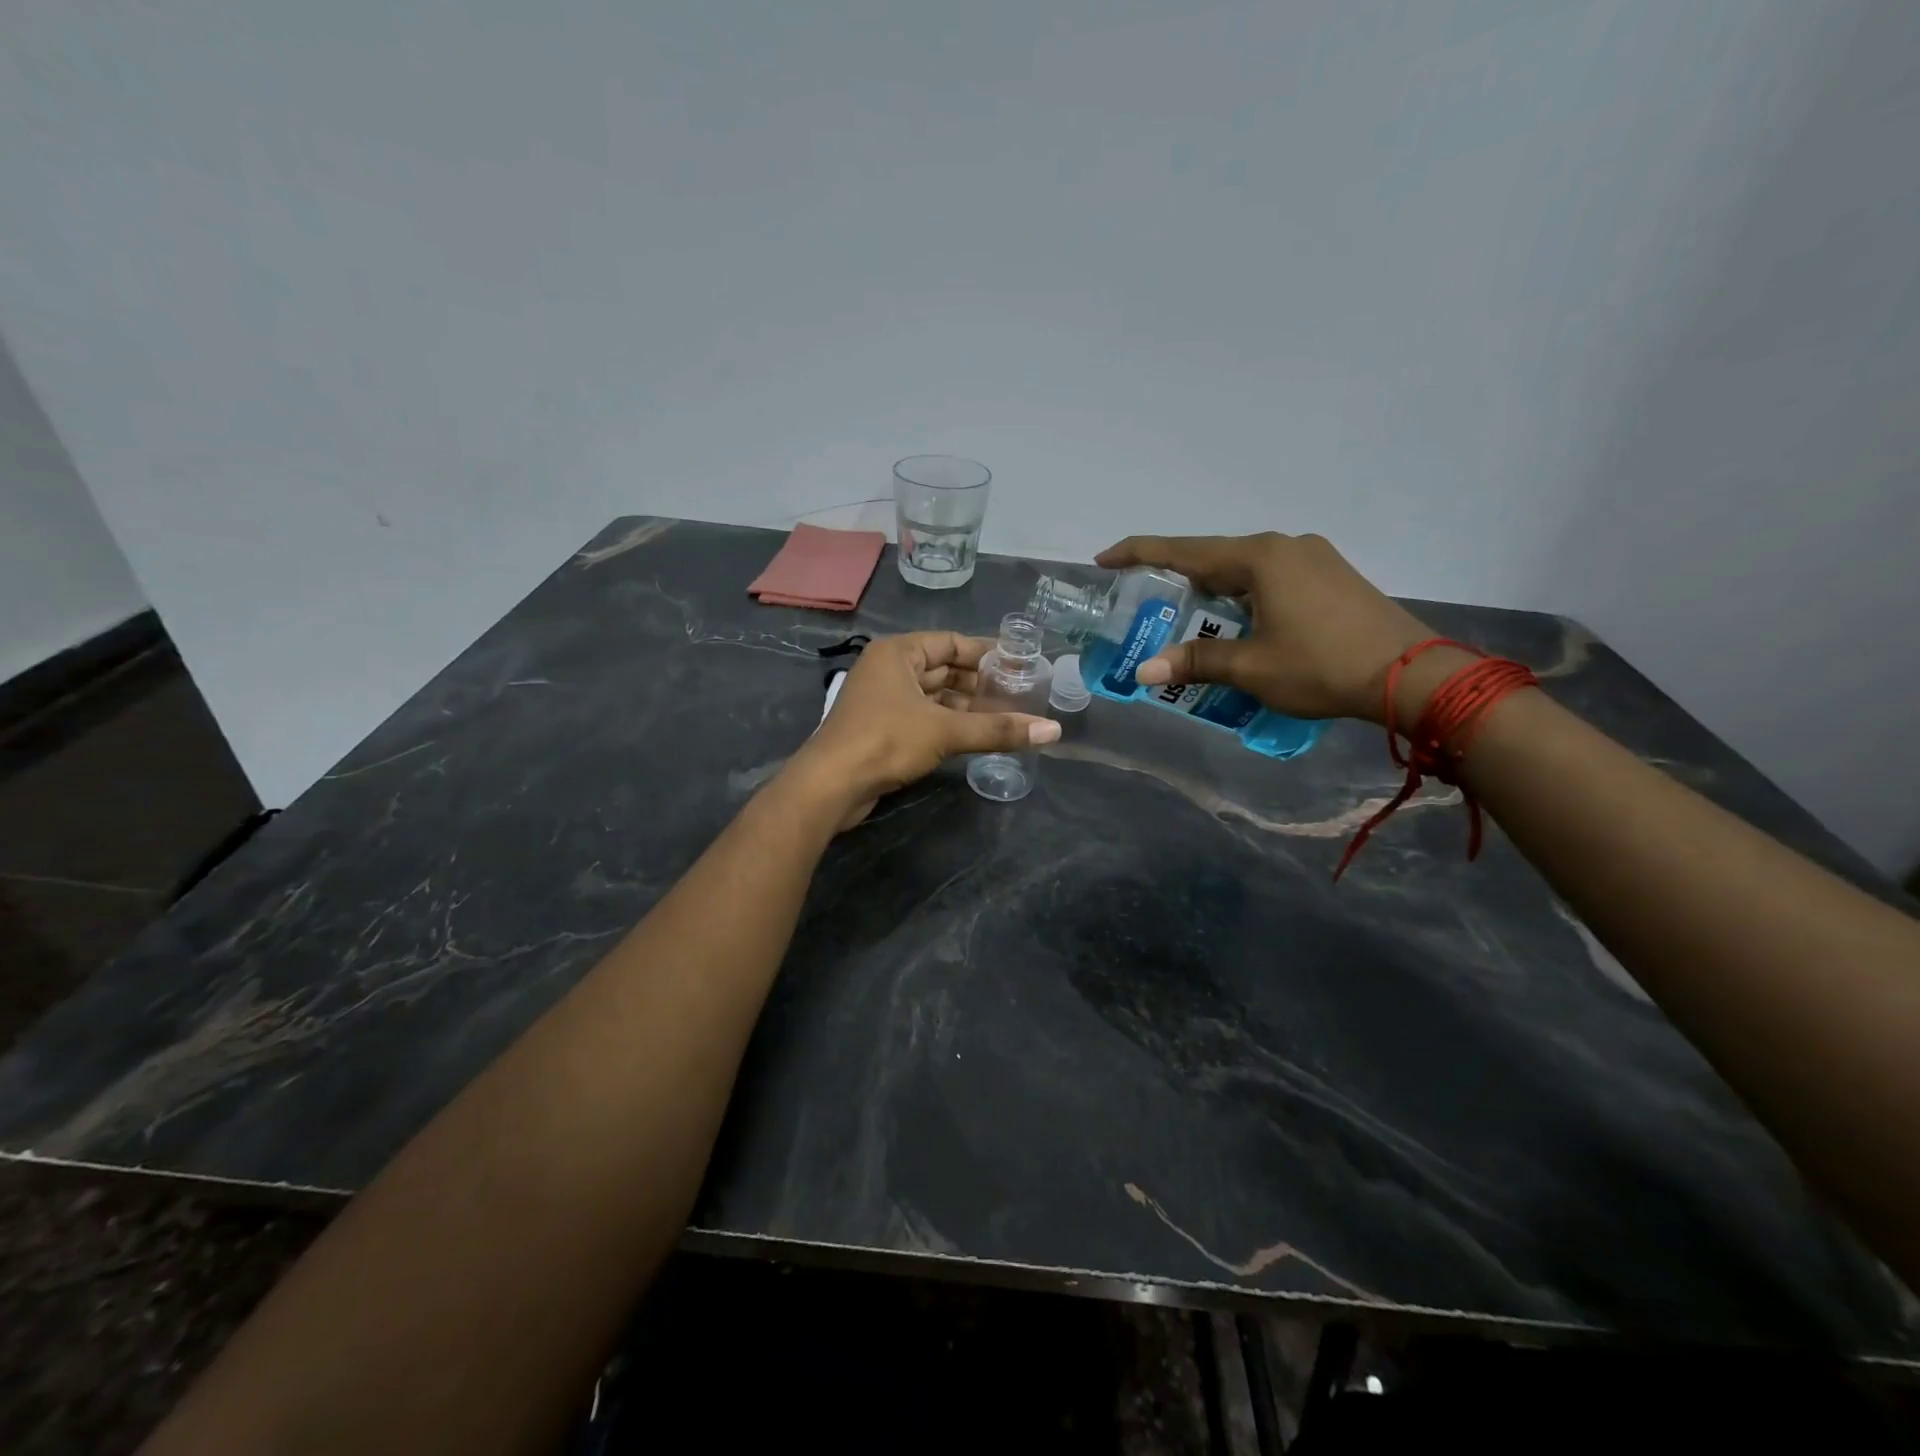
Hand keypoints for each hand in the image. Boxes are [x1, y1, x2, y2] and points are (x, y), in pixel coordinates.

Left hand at [787, 632, 1060, 827]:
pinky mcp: (883, 730)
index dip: (987, 653)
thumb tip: (1054, 731)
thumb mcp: (946, 731)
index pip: (951, 642)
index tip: (1021, 664)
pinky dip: (950, 724)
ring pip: (935, 696)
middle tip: (1021, 694)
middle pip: (944, 669)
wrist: (832, 785)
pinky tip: (977, 735)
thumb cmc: (886, 741)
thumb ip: (999, 729)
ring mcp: (884, 701)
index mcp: (898, 653)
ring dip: (967, 707)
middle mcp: (889, 670)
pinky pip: (925, 717)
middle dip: (980, 683)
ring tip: (1007, 717)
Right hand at [1095, 532, 1433, 724]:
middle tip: (1144, 599)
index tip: (1104, 559)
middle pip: (1214, 556)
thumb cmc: (1321, 666)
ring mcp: (1313, 558)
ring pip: (1244, 568)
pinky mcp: (1331, 576)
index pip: (1184, 550)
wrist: (1411, 676)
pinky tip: (1236, 620)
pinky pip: (1270, 577)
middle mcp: (1285, 546)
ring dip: (1212, 589)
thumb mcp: (1250, 667)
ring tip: (1185, 615)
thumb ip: (1195, 662)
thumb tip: (1145, 671)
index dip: (1139, 553)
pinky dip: (1242, 595)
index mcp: (1260, 558)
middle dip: (1176, 577)